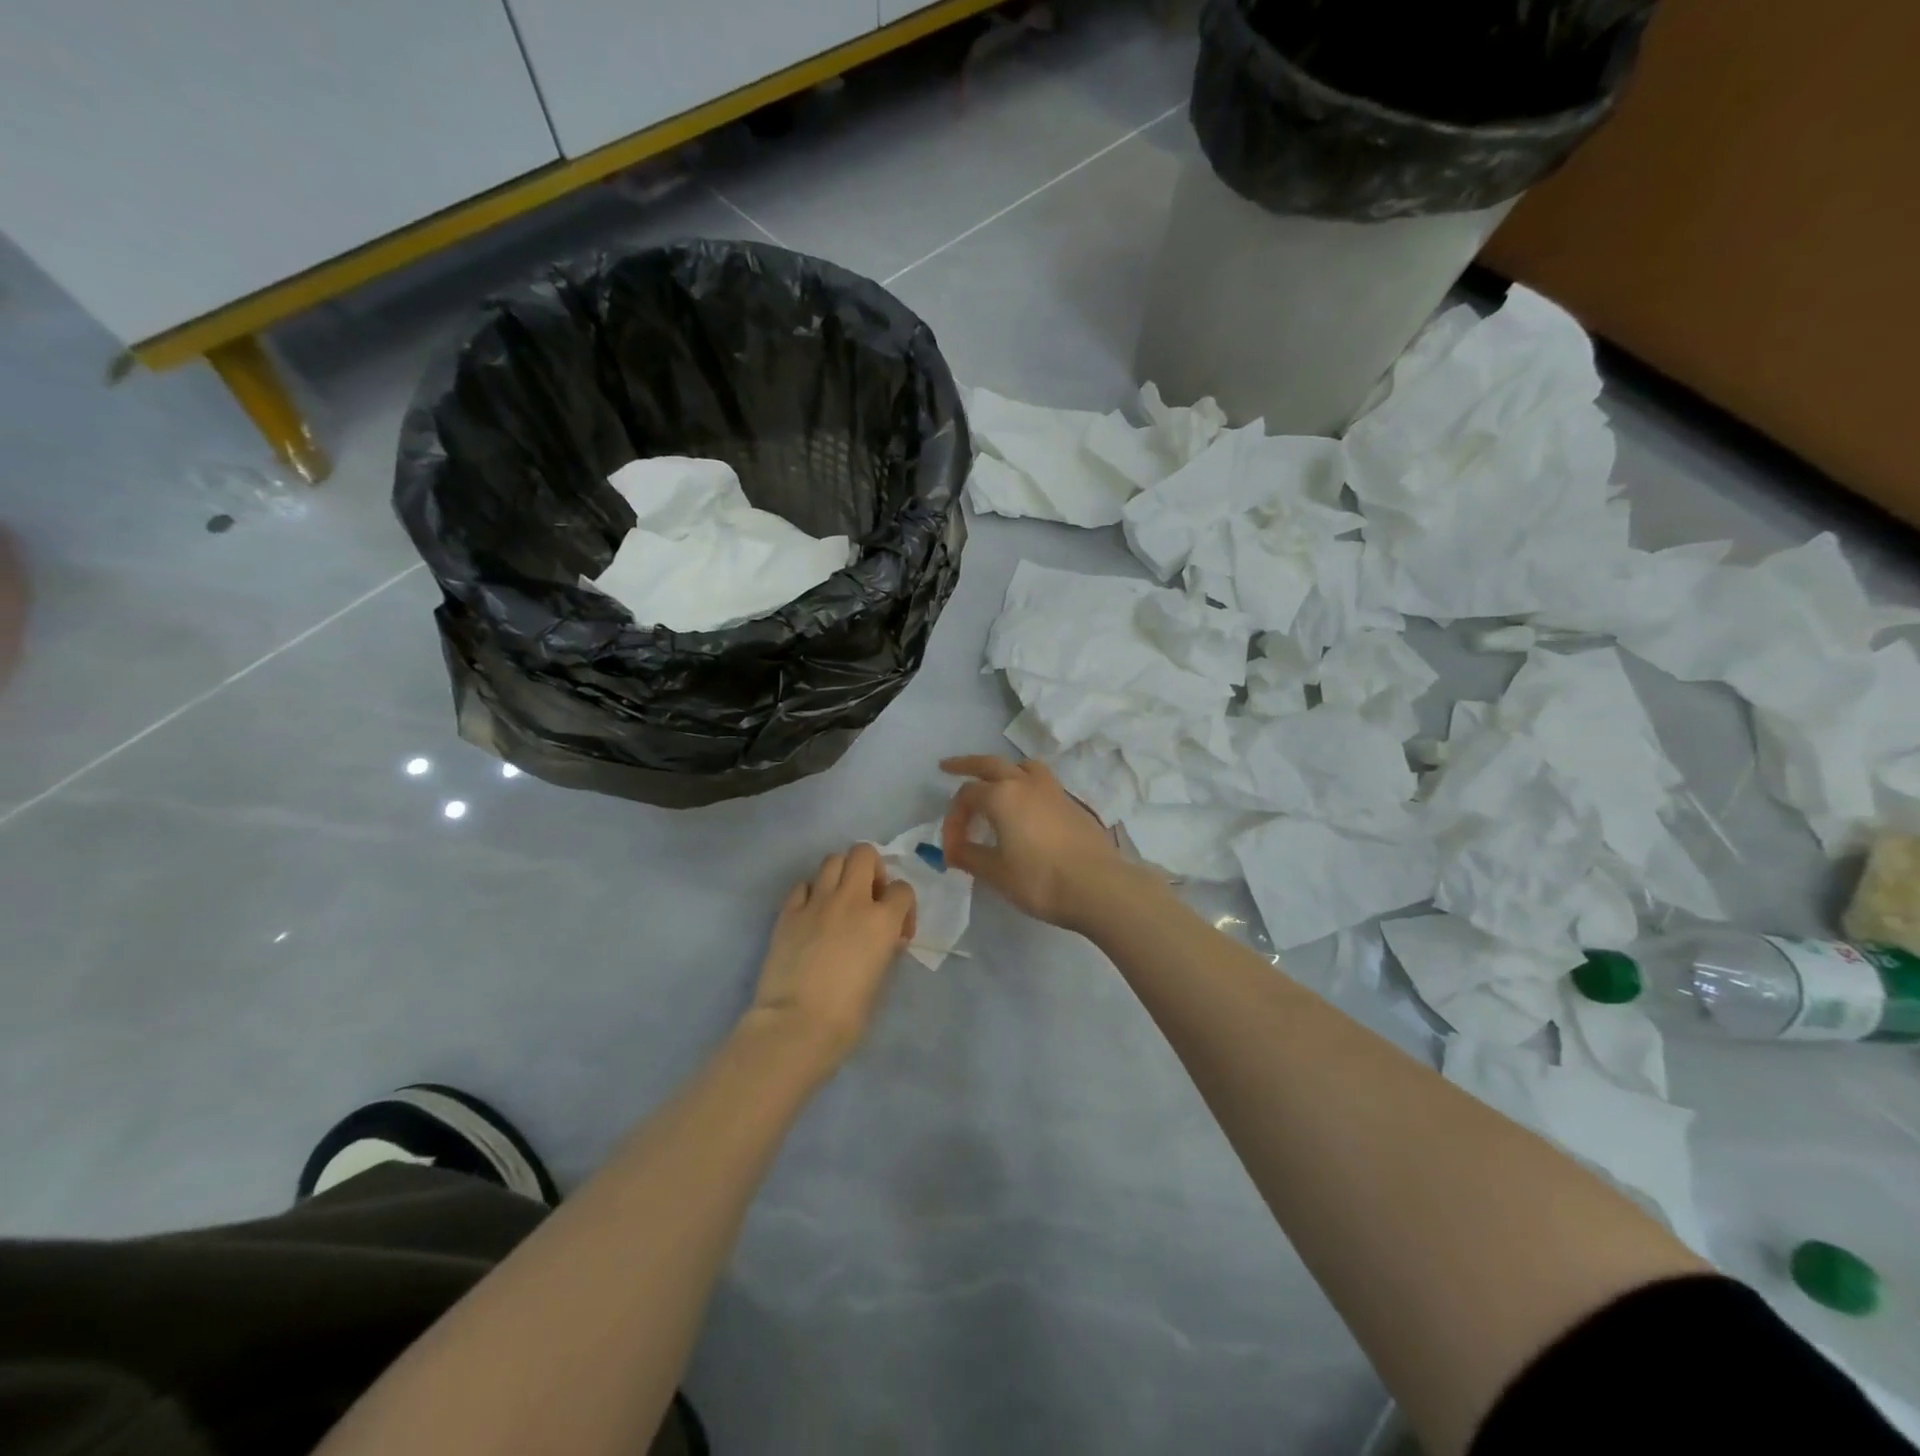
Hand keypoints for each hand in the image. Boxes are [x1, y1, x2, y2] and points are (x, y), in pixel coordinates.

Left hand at [746, 842, 916, 1068]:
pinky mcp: (788, 912)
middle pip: (864, 853)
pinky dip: (810, 893)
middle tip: (868, 898)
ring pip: (832, 860)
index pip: (903, 889)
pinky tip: (811, 915)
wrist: (796, 1025)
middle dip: (871, 869)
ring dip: (841, 875)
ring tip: (839, 901)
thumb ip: (886, 948)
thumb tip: (885, 938)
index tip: (897, 931)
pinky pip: (803, 885)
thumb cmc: (848, 1014)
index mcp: (882, 919)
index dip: (903, 907)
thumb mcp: (881, 979)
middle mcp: (851, 900)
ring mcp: (816, 902)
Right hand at [939, 755, 1150, 933]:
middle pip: (990, 764)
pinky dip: (1025, 783)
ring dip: (1003, 769)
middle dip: (966, 765)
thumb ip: (970, 857)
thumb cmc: (1040, 880)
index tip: (952, 848)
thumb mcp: (996, 873)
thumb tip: (952, 851)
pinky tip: (1026, 806)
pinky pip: (1041, 781)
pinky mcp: (1072, 803)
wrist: (1098, 886)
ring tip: (995, 781)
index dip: (952, 819)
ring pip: (1022, 766)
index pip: (966, 797)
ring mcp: (1053, 790)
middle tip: (948, 767)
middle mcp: (1025, 783)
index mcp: (1002, 796)